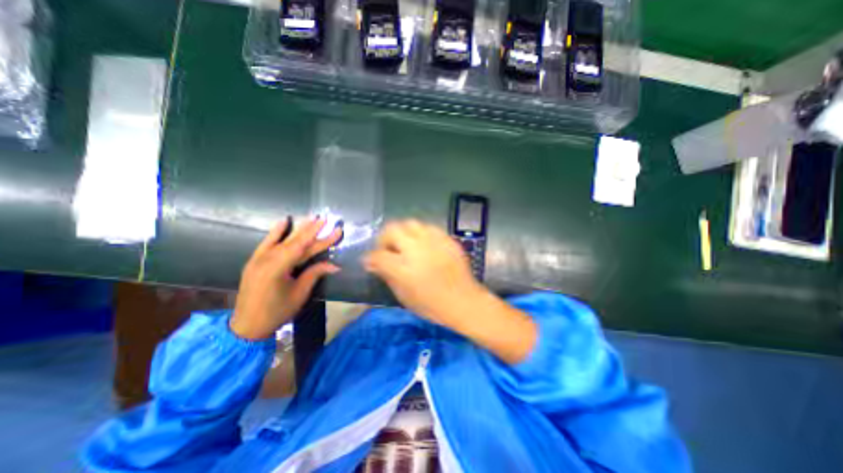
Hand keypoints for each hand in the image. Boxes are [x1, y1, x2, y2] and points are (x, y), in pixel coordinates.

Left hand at [230, 218, 341, 340]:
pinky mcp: (255, 261)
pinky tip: (283, 221)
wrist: (247, 326)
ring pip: (282, 240)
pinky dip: (275, 232)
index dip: (321, 238)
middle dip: (311, 229)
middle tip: (325, 218)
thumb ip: (315, 274)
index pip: (304, 248)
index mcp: (278, 268)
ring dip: (298, 228)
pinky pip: (267, 243)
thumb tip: (335, 265)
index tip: (335, 229)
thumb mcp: (299, 293)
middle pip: (295, 242)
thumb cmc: (277, 311)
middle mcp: (267, 259)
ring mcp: (259, 259)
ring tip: (311, 217)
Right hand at [366, 221, 535, 364]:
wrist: (464, 302)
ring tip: (405, 244)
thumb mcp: (404, 295)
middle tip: (387, 248)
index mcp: (403, 268)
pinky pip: (429, 228)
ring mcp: (433, 241)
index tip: (371, 261)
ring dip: (403, 232)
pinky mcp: (446, 239)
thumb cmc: (432, 305)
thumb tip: (372, 263)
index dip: (371, 257)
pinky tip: (423, 244)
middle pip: (392, 229)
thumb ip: (387, 275)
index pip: (378, 255)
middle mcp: (416, 249)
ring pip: (410, 223)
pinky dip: (421, 233)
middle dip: (385, 238)